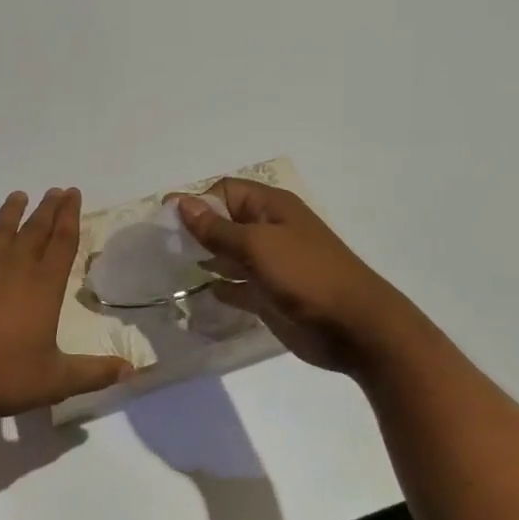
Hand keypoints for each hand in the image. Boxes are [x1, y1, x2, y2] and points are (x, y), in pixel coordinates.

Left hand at [0, 188, 131, 419]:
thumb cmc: (1, 376)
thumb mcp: (55, 381)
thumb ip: (94, 373)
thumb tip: (132, 370)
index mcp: (43, 286)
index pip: (62, 241)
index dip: (70, 216)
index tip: (73, 194)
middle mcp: (13, 268)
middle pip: (35, 229)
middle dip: (48, 208)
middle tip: (56, 191)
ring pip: (0, 231)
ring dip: (12, 212)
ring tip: (19, 196)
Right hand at [175, 179, 411, 375]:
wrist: (355, 327)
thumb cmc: (306, 275)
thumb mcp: (257, 245)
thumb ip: (216, 228)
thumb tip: (181, 202)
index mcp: (270, 207)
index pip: (224, 192)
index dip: (197, 203)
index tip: (166, 225)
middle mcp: (269, 230)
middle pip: (224, 222)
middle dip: (196, 232)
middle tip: (163, 250)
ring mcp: (271, 264)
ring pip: (228, 255)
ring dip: (205, 261)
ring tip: (172, 272)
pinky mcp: (270, 294)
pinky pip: (238, 286)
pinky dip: (221, 288)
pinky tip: (200, 295)